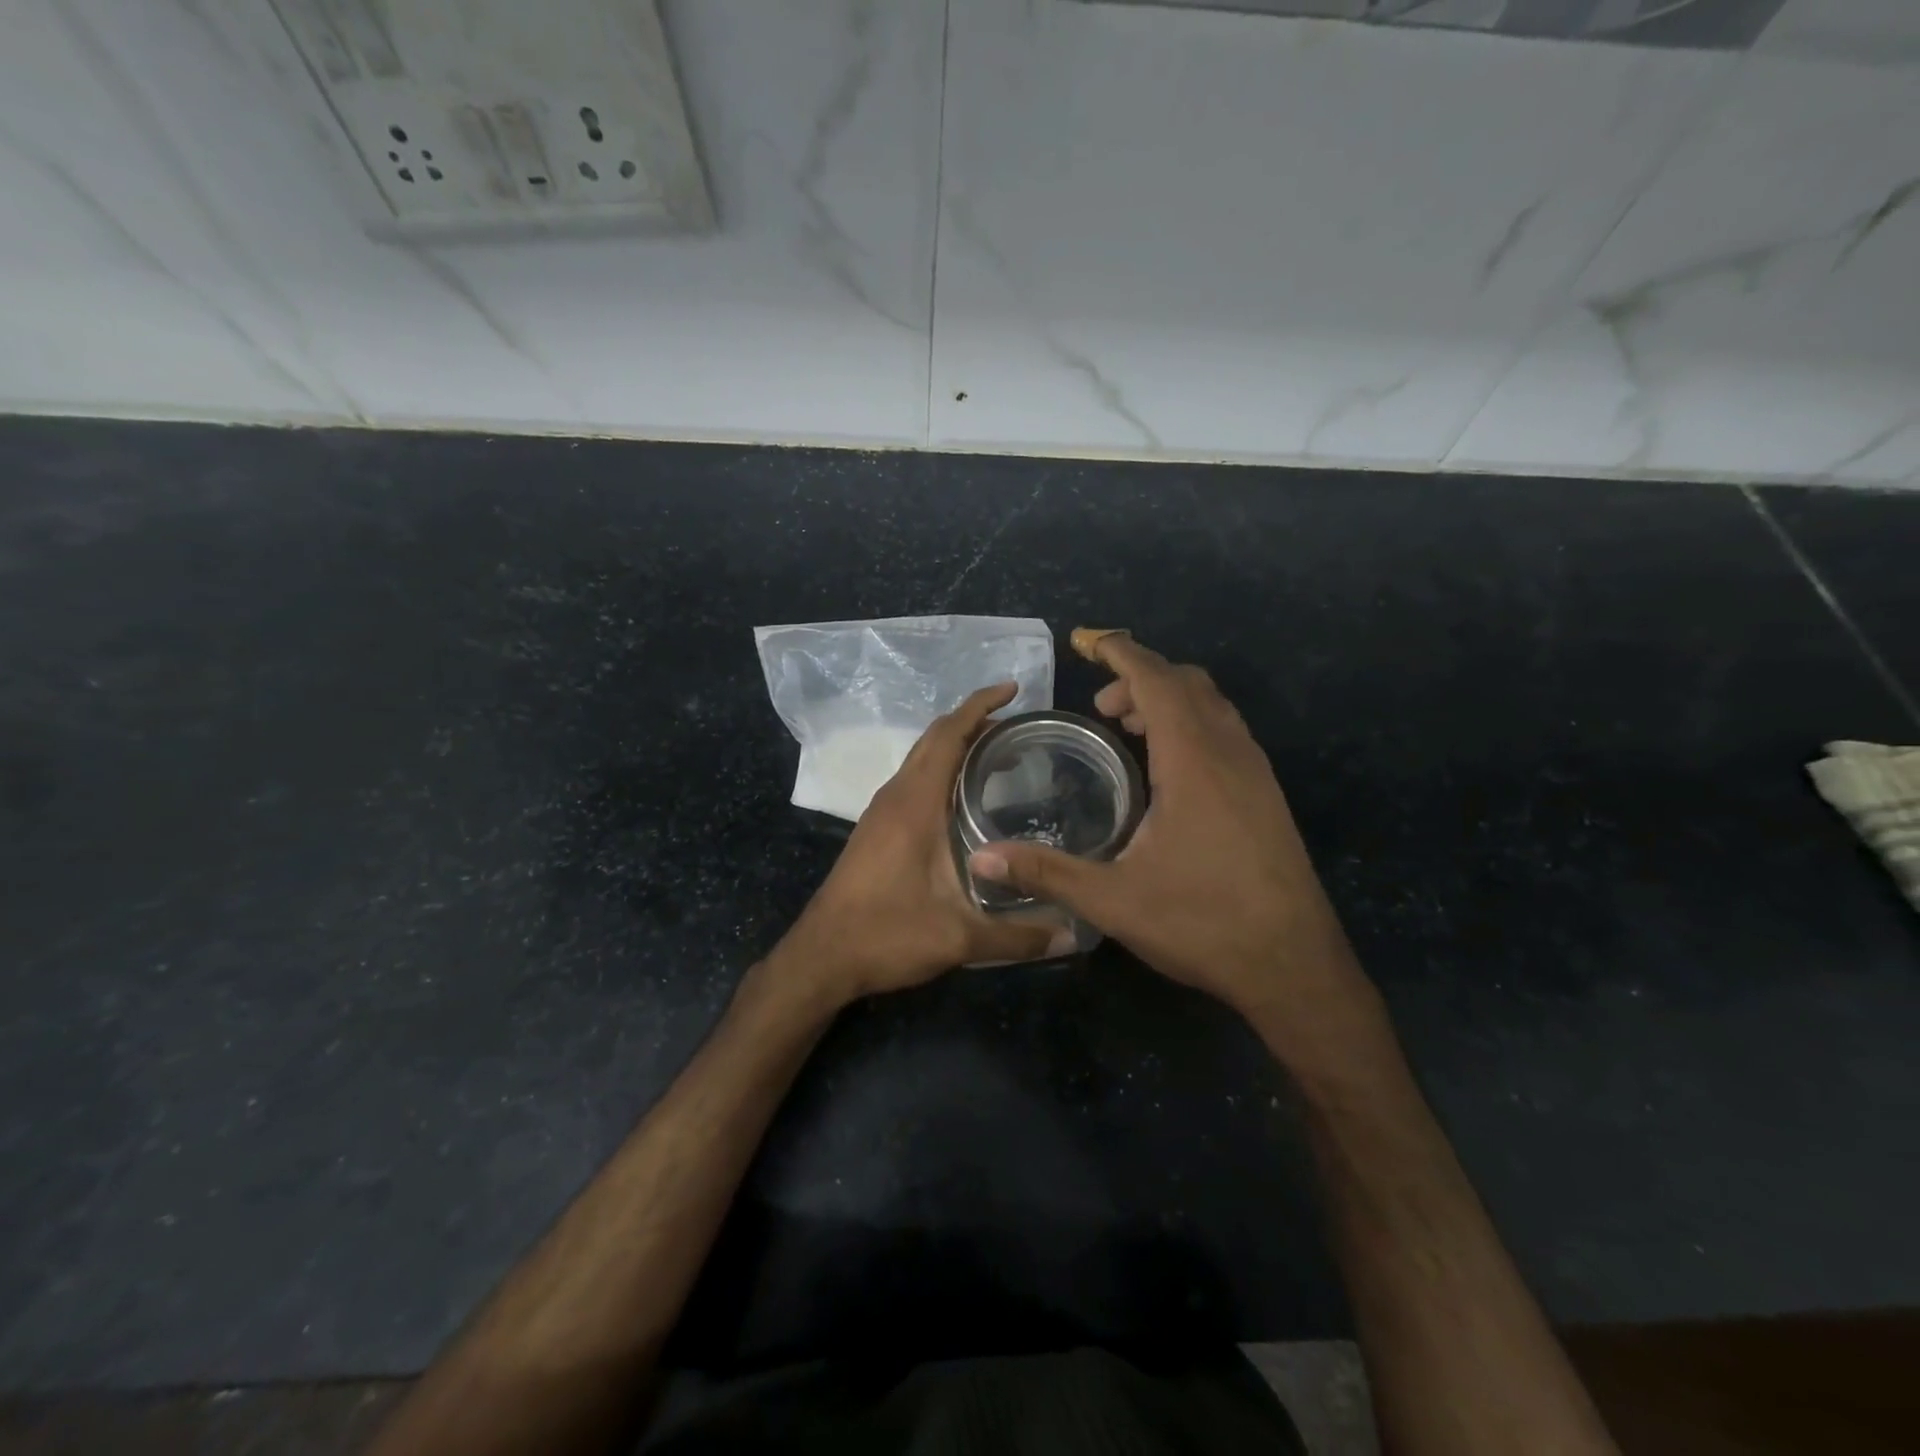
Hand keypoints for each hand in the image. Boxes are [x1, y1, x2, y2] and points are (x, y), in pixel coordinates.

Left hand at [770, 684, 1075, 1005]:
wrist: (822, 957)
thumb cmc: (886, 935)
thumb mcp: (958, 938)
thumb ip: (1017, 936)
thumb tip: (1072, 934)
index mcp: (915, 803)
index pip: (949, 734)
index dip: (980, 704)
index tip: (1013, 689)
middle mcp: (896, 796)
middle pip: (934, 738)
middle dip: (973, 720)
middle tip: (1018, 726)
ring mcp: (881, 811)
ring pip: (921, 758)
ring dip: (955, 745)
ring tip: (999, 755)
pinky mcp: (876, 829)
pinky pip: (914, 780)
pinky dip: (941, 770)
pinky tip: (964, 799)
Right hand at [969, 635, 1377, 1051]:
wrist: (1294, 966)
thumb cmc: (1203, 923)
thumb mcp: (1114, 900)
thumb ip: (1047, 872)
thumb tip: (983, 859)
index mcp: (1194, 760)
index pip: (1156, 680)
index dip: (1119, 653)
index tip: (1087, 641)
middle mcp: (1231, 752)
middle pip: (1186, 682)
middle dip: (1139, 677)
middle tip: (1099, 707)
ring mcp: (1257, 773)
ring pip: (1213, 705)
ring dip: (1169, 700)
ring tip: (1127, 729)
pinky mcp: (1267, 796)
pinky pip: (1226, 732)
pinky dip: (1191, 724)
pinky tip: (1168, 771)